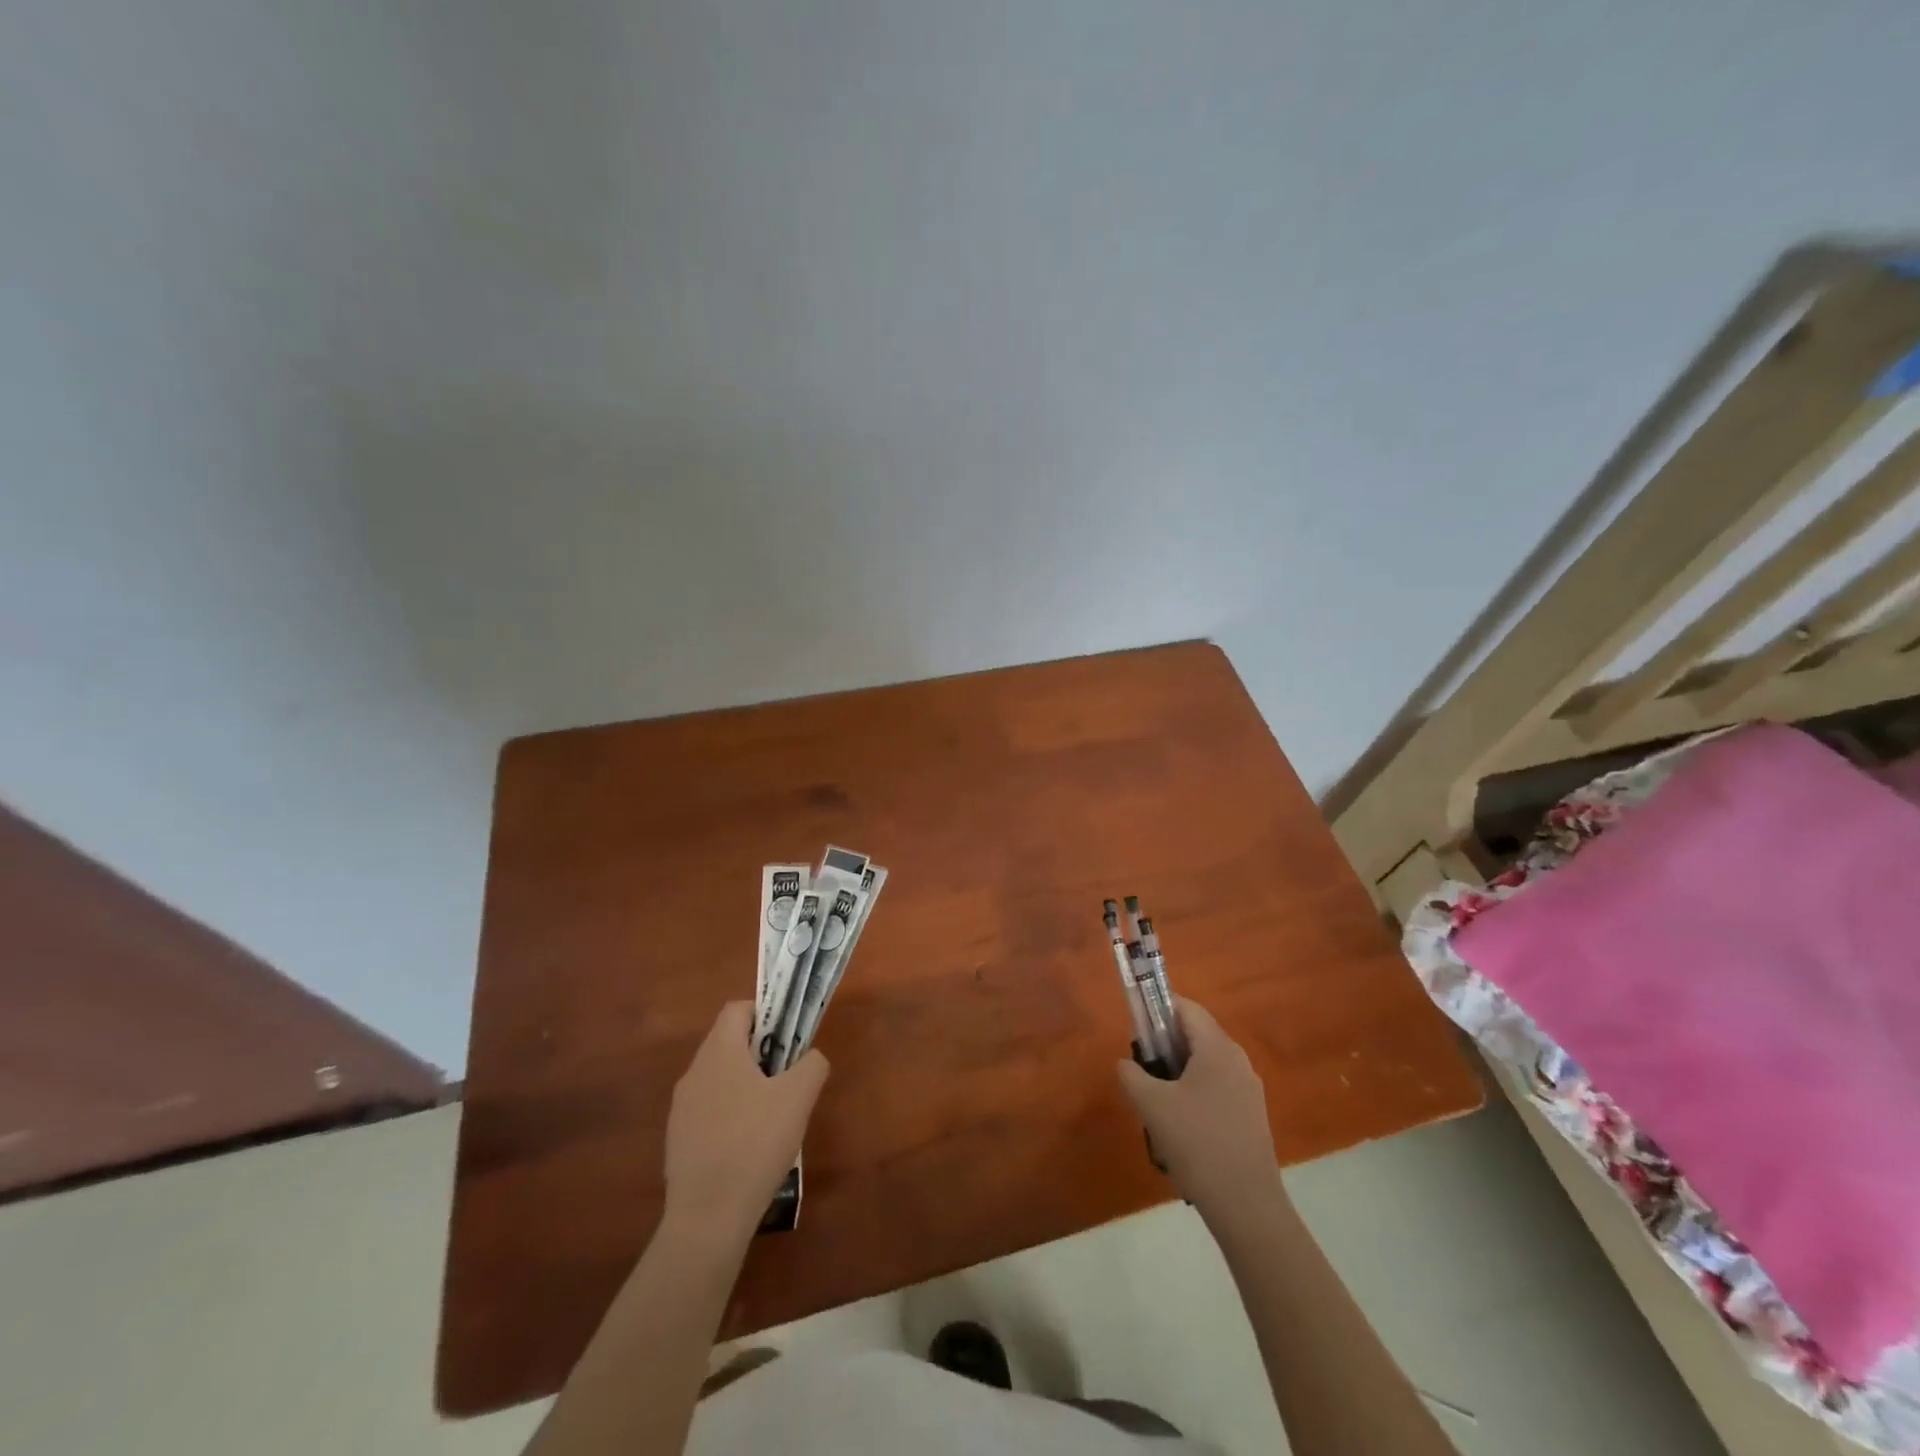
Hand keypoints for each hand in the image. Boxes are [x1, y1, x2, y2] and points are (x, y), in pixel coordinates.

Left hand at [663, 1001, 829, 1238]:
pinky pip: (708, 1109)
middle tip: (786, 1077)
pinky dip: (729, 1113)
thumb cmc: (755, 1144)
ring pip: (718, 1077)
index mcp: (719, 1052)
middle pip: (727, 1042)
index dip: (765, 1014)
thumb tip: (810, 1057)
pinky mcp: (677, 1139)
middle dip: (759, 1051)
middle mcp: (694, 1072)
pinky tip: (749, 1145)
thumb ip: (812, 1064)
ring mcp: (681, 1108)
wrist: (708, 1217)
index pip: (737, 1009)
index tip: (787, 1038)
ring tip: (771, 1114)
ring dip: (745, 1083)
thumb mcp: (799, 1098)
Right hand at [1117, 999, 1278, 1218]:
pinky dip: (1194, 1094)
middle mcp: (1238, 1060)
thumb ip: (1131, 1074)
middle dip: (1165, 1045)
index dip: (1157, 1009)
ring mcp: (1248, 1090)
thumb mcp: (1150, 1104)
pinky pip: (1217, 1089)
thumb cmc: (1196, 1142)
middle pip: (1196, 1035)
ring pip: (1205, 1065)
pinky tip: (1180, 1128)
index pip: (1185, 1008)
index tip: (1136, 1027)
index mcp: (1217, 1047)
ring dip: (1178, 1073)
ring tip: (1156, 1102)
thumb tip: (1126, 1064)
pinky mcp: (1251, 1118)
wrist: (1246, 1205)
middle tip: (1141, 1068)